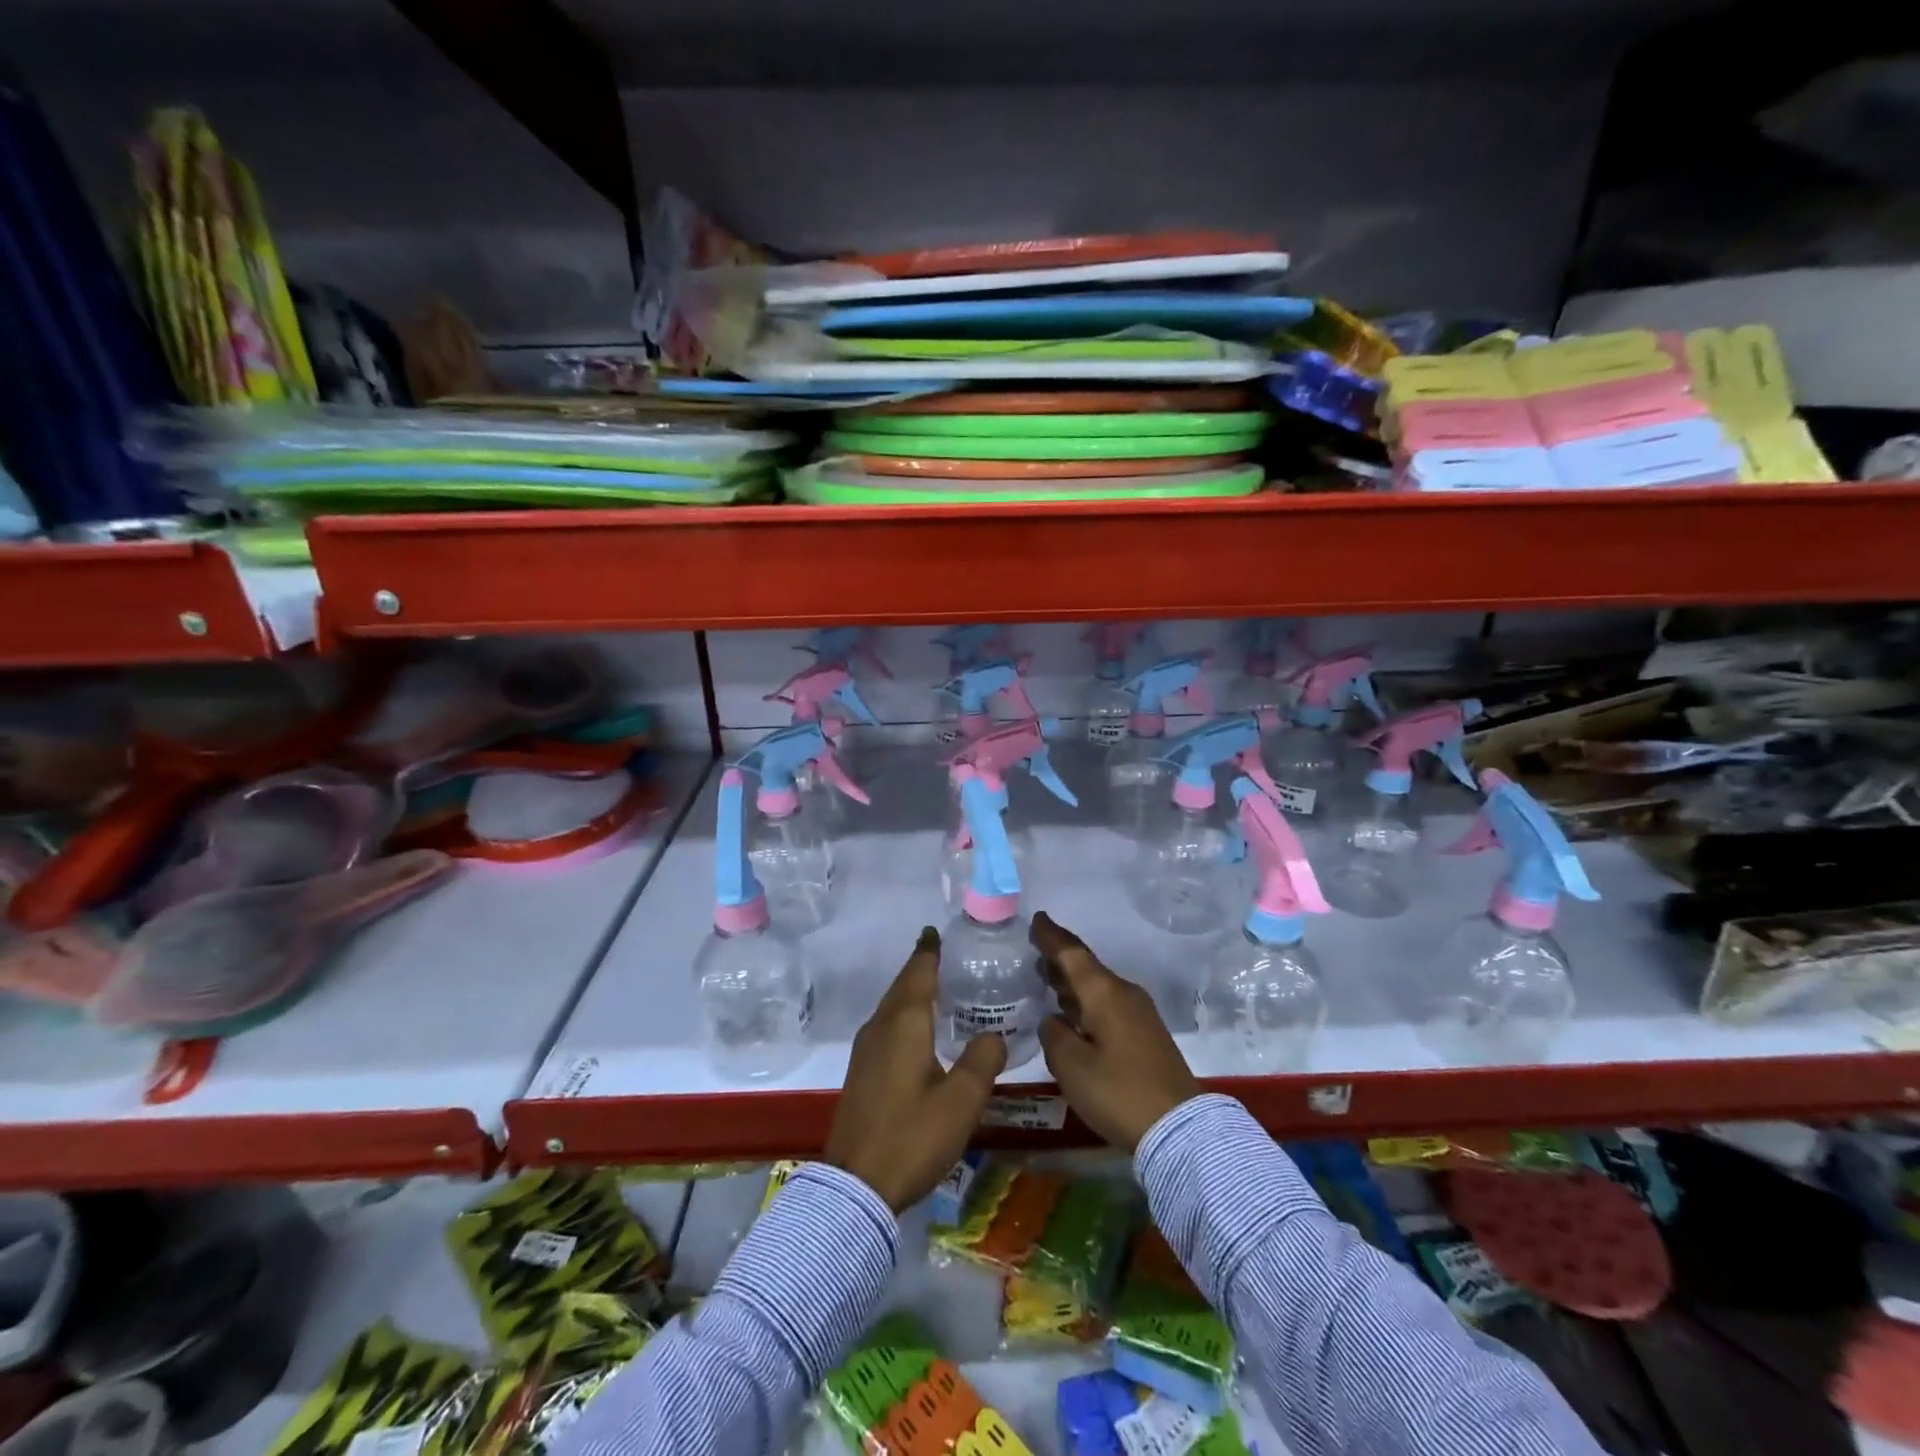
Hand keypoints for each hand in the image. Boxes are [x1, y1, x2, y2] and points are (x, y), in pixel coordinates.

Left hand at [825, 926, 1007, 1211]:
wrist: (855, 1187)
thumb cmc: (912, 1136)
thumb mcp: (961, 1102)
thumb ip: (982, 1061)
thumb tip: (994, 1034)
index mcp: (904, 1025)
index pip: (918, 974)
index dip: (928, 952)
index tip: (933, 931)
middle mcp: (880, 1028)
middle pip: (901, 987)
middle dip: (919, 967)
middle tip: (939, 952)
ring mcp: (865, 1051)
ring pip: (890, 1007)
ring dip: (909, 991)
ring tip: (933, 986)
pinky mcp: (861, 1072)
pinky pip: (885, 1026)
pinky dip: (902, 1014)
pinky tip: (915, 1030)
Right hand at [1032, 911, 1200, 1151]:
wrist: (1180, 1129)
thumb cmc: (1119, 1092)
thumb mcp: (1072, 1066)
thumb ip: (1054, 1036)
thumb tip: (1055, 1020)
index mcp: (1104, 993)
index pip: (1072, 954)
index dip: (1051, 937)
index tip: (1037, 918)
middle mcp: (1124, 994)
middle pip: (1087, 968)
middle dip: (1060, 959)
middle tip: (1035, 952)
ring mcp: (1139, 1014)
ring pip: (1099, 988)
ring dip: (1073, 983)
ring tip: (1048, 979)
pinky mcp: (1146, 1035)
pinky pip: (1109, 1005)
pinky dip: (1087, 1002)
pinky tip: (1074, 1015)